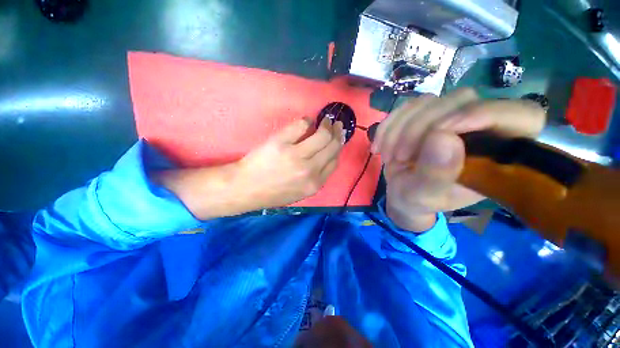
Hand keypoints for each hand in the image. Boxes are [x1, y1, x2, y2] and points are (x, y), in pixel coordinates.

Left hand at [235, 117, 343, 209]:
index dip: (337, 148)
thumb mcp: (300, 192)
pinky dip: (307, 121)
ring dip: (327, 124)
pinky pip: (302, 125)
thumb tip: (326, 156)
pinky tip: (307, 121)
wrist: (246, 188)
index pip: (334, 161)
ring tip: (326, 120)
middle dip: (338, 133)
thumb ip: (316, 178)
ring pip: (322, 134)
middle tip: (337, 125)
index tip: (338, 140)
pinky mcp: (281, 143)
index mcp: (315, 184)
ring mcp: (296, 155)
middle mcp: (310, 170)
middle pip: (332, 146)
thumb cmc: (273, 192)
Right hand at [371, 89, 545, 231]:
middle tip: (399, 157)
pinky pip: (406, 107)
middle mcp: (478, 128)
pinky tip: (379, 146)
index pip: (521, 116)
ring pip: (428, 101)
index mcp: (497, 154)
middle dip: (420, 129)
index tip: (441, 132)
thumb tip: (443, 137)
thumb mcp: (424, 196)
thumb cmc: (418, 200)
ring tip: (388, 157)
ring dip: (399, 129)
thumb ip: (437, 174)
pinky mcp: (423, 116)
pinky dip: (388, 126)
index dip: (487, 114)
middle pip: (461, 100)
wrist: (400, 193)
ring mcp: (448, 118)